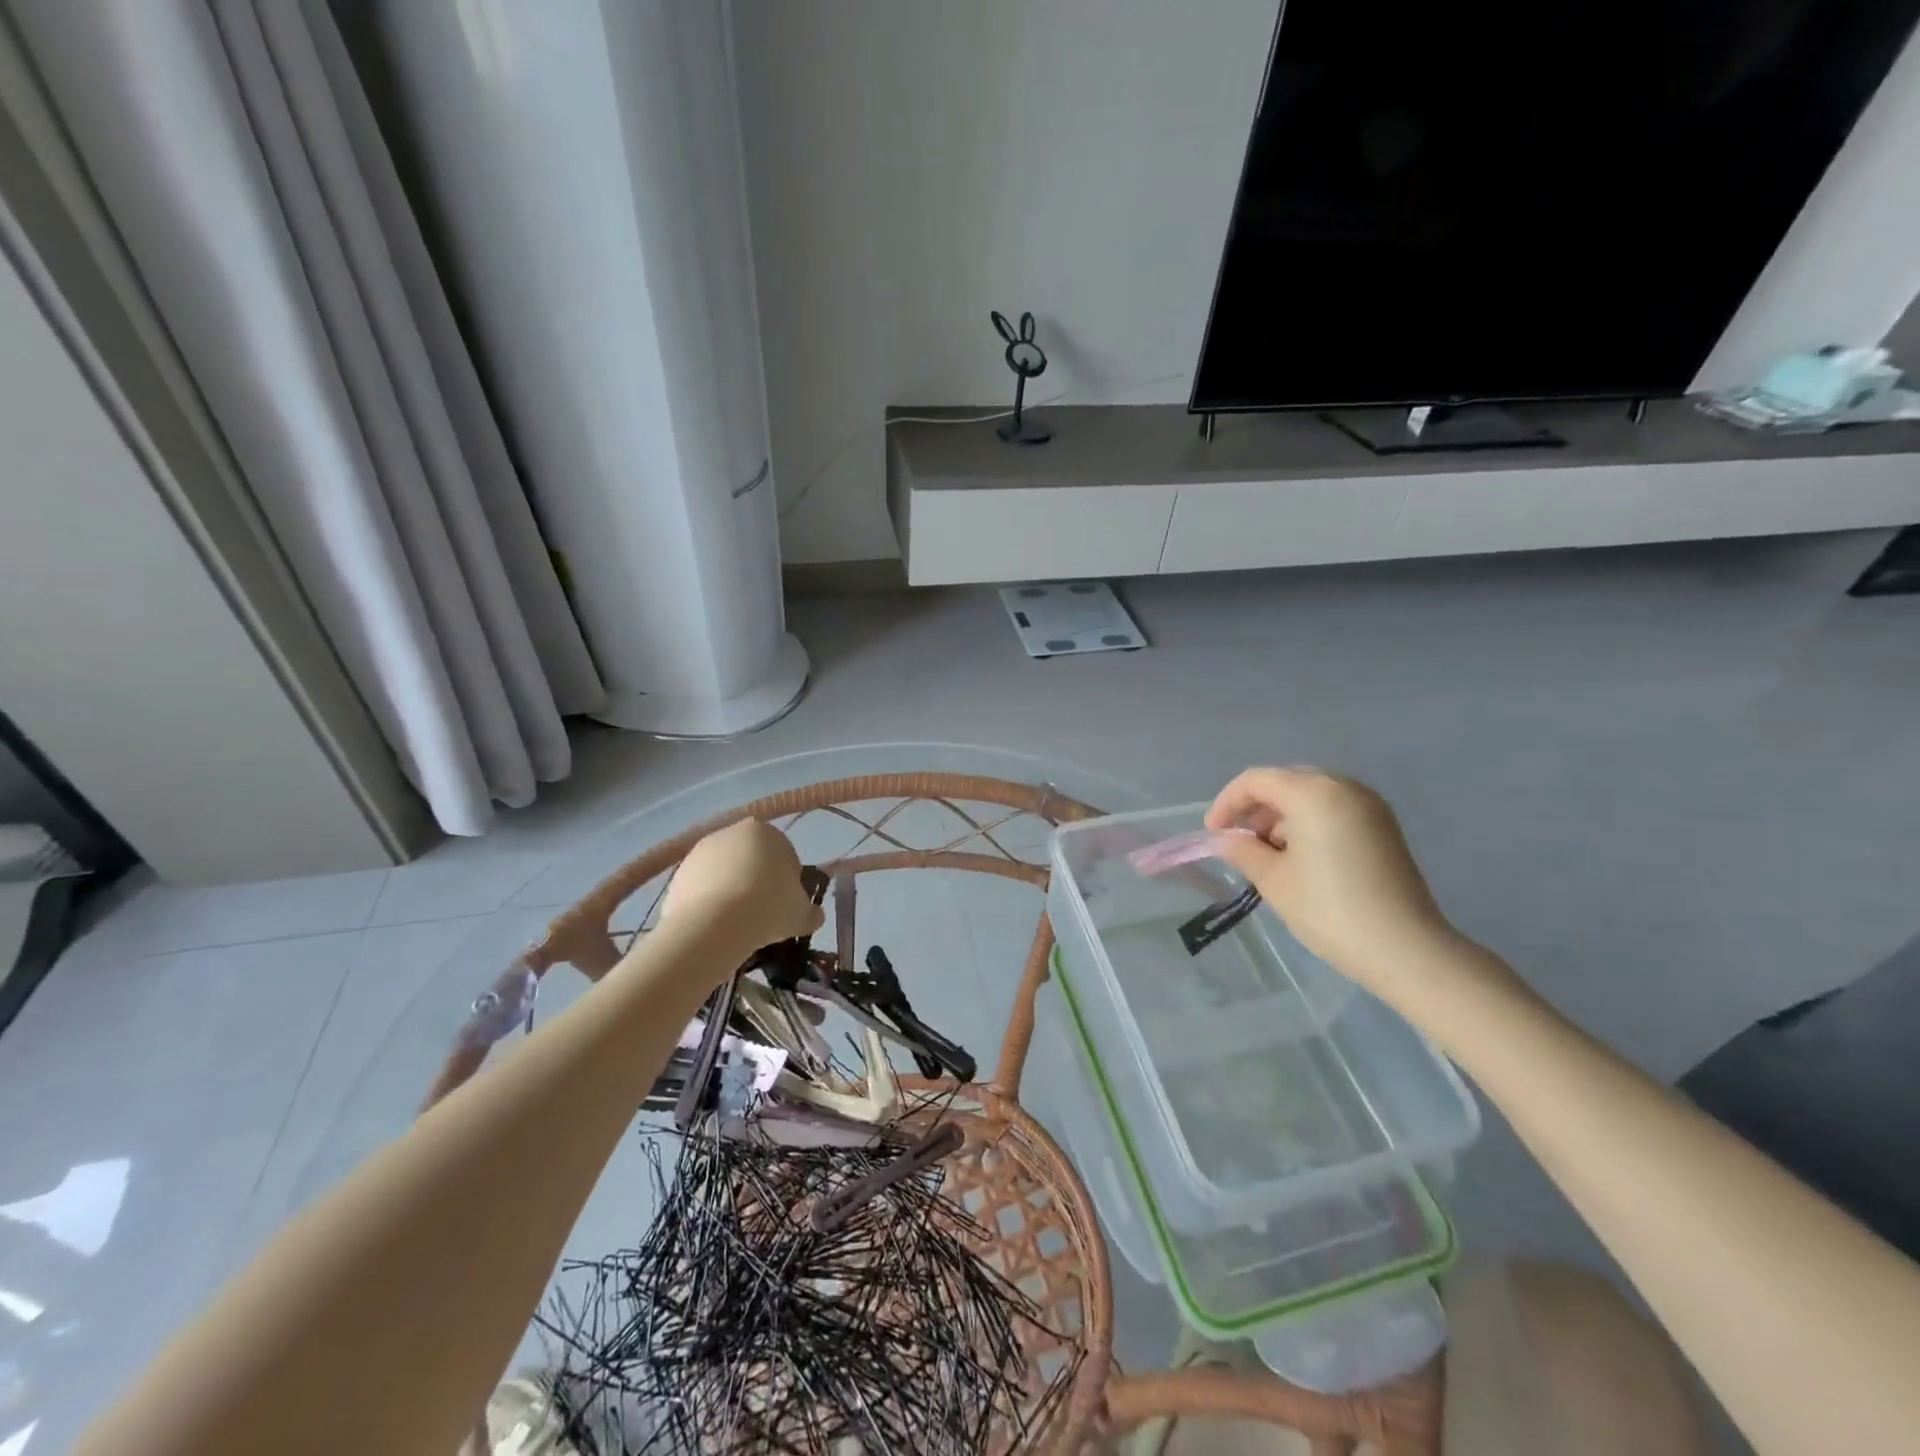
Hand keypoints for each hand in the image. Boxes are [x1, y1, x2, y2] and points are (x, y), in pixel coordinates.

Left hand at [660, 819, 823, 952]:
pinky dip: (708, 901)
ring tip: (736, 923)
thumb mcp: (802, 915)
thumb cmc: (768, 908)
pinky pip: (702, 887)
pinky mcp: (678, 871)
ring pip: (725, 873)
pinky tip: (714, 924)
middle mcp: (733, 832)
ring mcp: (702, 850)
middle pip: (752, 860)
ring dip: (731, 891)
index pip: (785, 856)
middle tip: (762, 915)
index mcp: (768, 832)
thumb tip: (814, 916)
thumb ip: (812, 912)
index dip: (788, 884)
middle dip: (757, 882)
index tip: (785, 907)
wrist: (714, 924)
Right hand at [1205, 767, 1452, 984]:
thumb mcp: (1273, 880)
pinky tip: (1301, 859)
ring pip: (1310, 796)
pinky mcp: (1383, 827)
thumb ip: (1242, 850)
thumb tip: (1225, 840)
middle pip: (1285, 782)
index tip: (1213, 834)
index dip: (1227, 803)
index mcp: (1313, 792)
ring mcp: (1369, 806)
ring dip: (1282, 817)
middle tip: (1238, 842)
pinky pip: (1334, 810)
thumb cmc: (1329, 909)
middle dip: (1256, 808)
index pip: (1256, 780)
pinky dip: (1309, 824)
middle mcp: (1343, 787)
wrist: (1406, 949)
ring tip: (1268, 856)